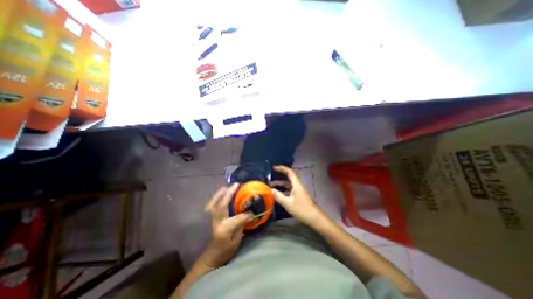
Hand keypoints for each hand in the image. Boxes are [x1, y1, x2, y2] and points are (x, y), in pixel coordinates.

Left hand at [204, 184, 253, 268]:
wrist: (212, 253)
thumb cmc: (226, 247)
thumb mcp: (236, 239)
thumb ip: (242, 224)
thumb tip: (250, 212)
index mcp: (224, 230)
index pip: (236, 219)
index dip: (245, 215)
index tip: (252, 211)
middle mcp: (216, 221)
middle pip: (222, 204)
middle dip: (229, 193)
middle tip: (236, 185)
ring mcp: (211, 217)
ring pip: (215, 200)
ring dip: (222, 192)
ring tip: (230, 186)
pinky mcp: (209, 215)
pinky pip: (212, 201)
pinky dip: (218, 195)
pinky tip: (223, 192)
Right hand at [271, 166, 328, 226]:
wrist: (314, 218)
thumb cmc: (302, 209)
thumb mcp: (288, 203)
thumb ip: (278, 196)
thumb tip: (270, 189)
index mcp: (296, 184)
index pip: (289, 172)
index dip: (281, 168)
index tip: (273, 168)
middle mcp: (297, 185)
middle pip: (288, 177)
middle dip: (279, 176)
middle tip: (269, 176)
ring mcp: (298, 190)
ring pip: (288, 184)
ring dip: (280, 184)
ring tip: (270, 186)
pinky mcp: (298, 195)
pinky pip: (289, 189)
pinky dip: (283, 190)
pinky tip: (277, 194)